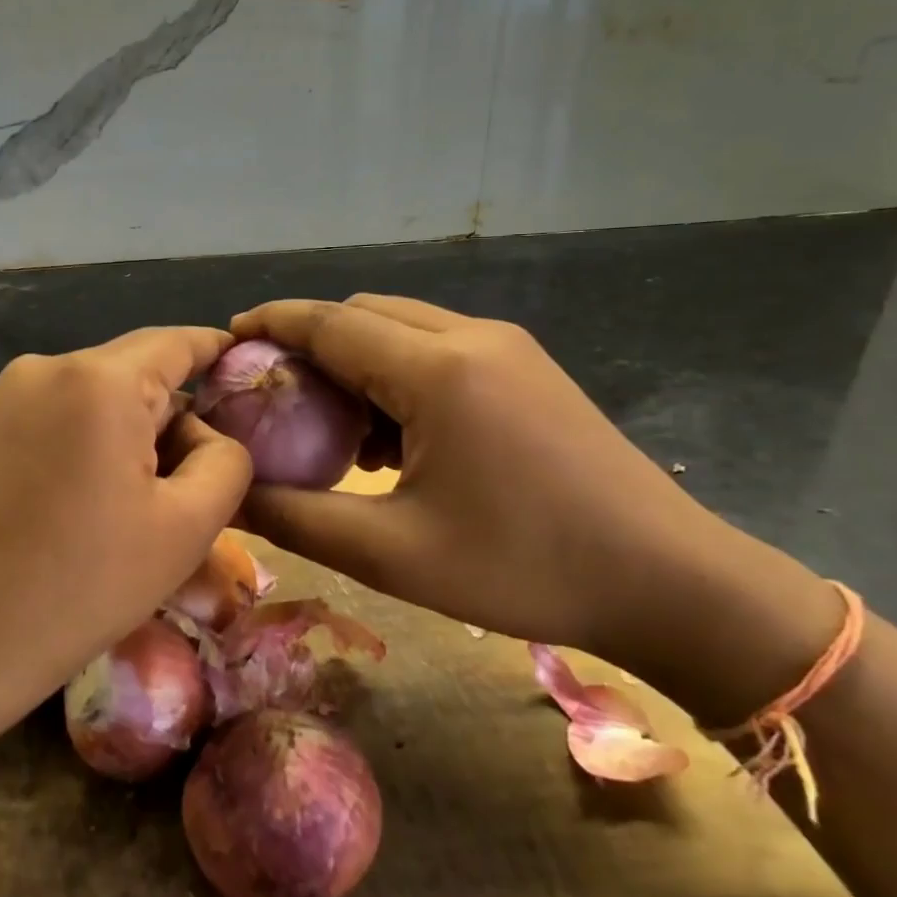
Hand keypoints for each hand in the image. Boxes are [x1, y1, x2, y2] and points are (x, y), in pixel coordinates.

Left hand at [0, 327, 253, 687]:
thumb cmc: (78, 586)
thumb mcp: (185, 530)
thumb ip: (226, 463)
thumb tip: (205, 436)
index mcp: (99, 381)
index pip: (176, 342)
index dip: (217, 350)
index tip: (246, 370)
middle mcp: (44, 369)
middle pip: (133, 372)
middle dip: (173, 414)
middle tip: (195, 481)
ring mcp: (1, 398)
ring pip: (92, 399)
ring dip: (127, 435)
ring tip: (135, 506)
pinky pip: (53, 419)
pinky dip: (84, 445)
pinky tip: (81, 506)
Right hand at [230, 296, 796, 669]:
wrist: (670, 582)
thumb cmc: (523, 568)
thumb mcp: (392, 554)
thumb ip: (296, 518)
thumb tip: (230, 494)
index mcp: (437, 371)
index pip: (330, 322)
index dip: (271, 323)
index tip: (226, 338)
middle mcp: (471, 338)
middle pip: (364, 314)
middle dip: (309, 342)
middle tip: (272, 395)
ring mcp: (507, 349)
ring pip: (403, 328)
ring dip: (355, 360)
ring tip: (330, 425)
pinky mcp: (527, 369)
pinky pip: (439, 350)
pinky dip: (396, 374)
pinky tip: (392, 437)